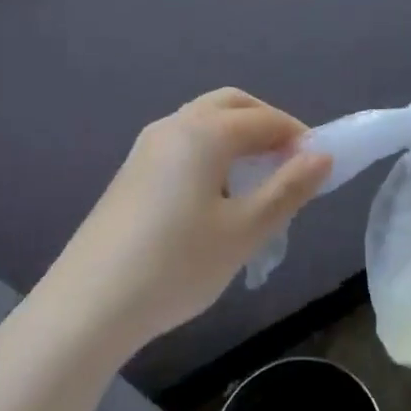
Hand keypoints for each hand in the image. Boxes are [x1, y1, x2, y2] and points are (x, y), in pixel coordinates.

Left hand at [43, 89, 330, 352]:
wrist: (87, 306)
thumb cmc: (176, 266)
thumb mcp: (245, 231)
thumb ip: (288, 189)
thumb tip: (322, 156)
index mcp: (204, 133)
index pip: (265, 119)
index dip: (299, 137)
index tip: (320, 168)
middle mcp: (174, 126)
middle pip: (231, 105)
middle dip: (267, 124)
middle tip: (290, 163)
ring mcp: (146, 147)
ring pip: (204, 122)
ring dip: (238, 137)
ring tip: (257, 183)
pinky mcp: (132, 172)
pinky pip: (183, 143)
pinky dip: (212, 152)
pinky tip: (216, 197)